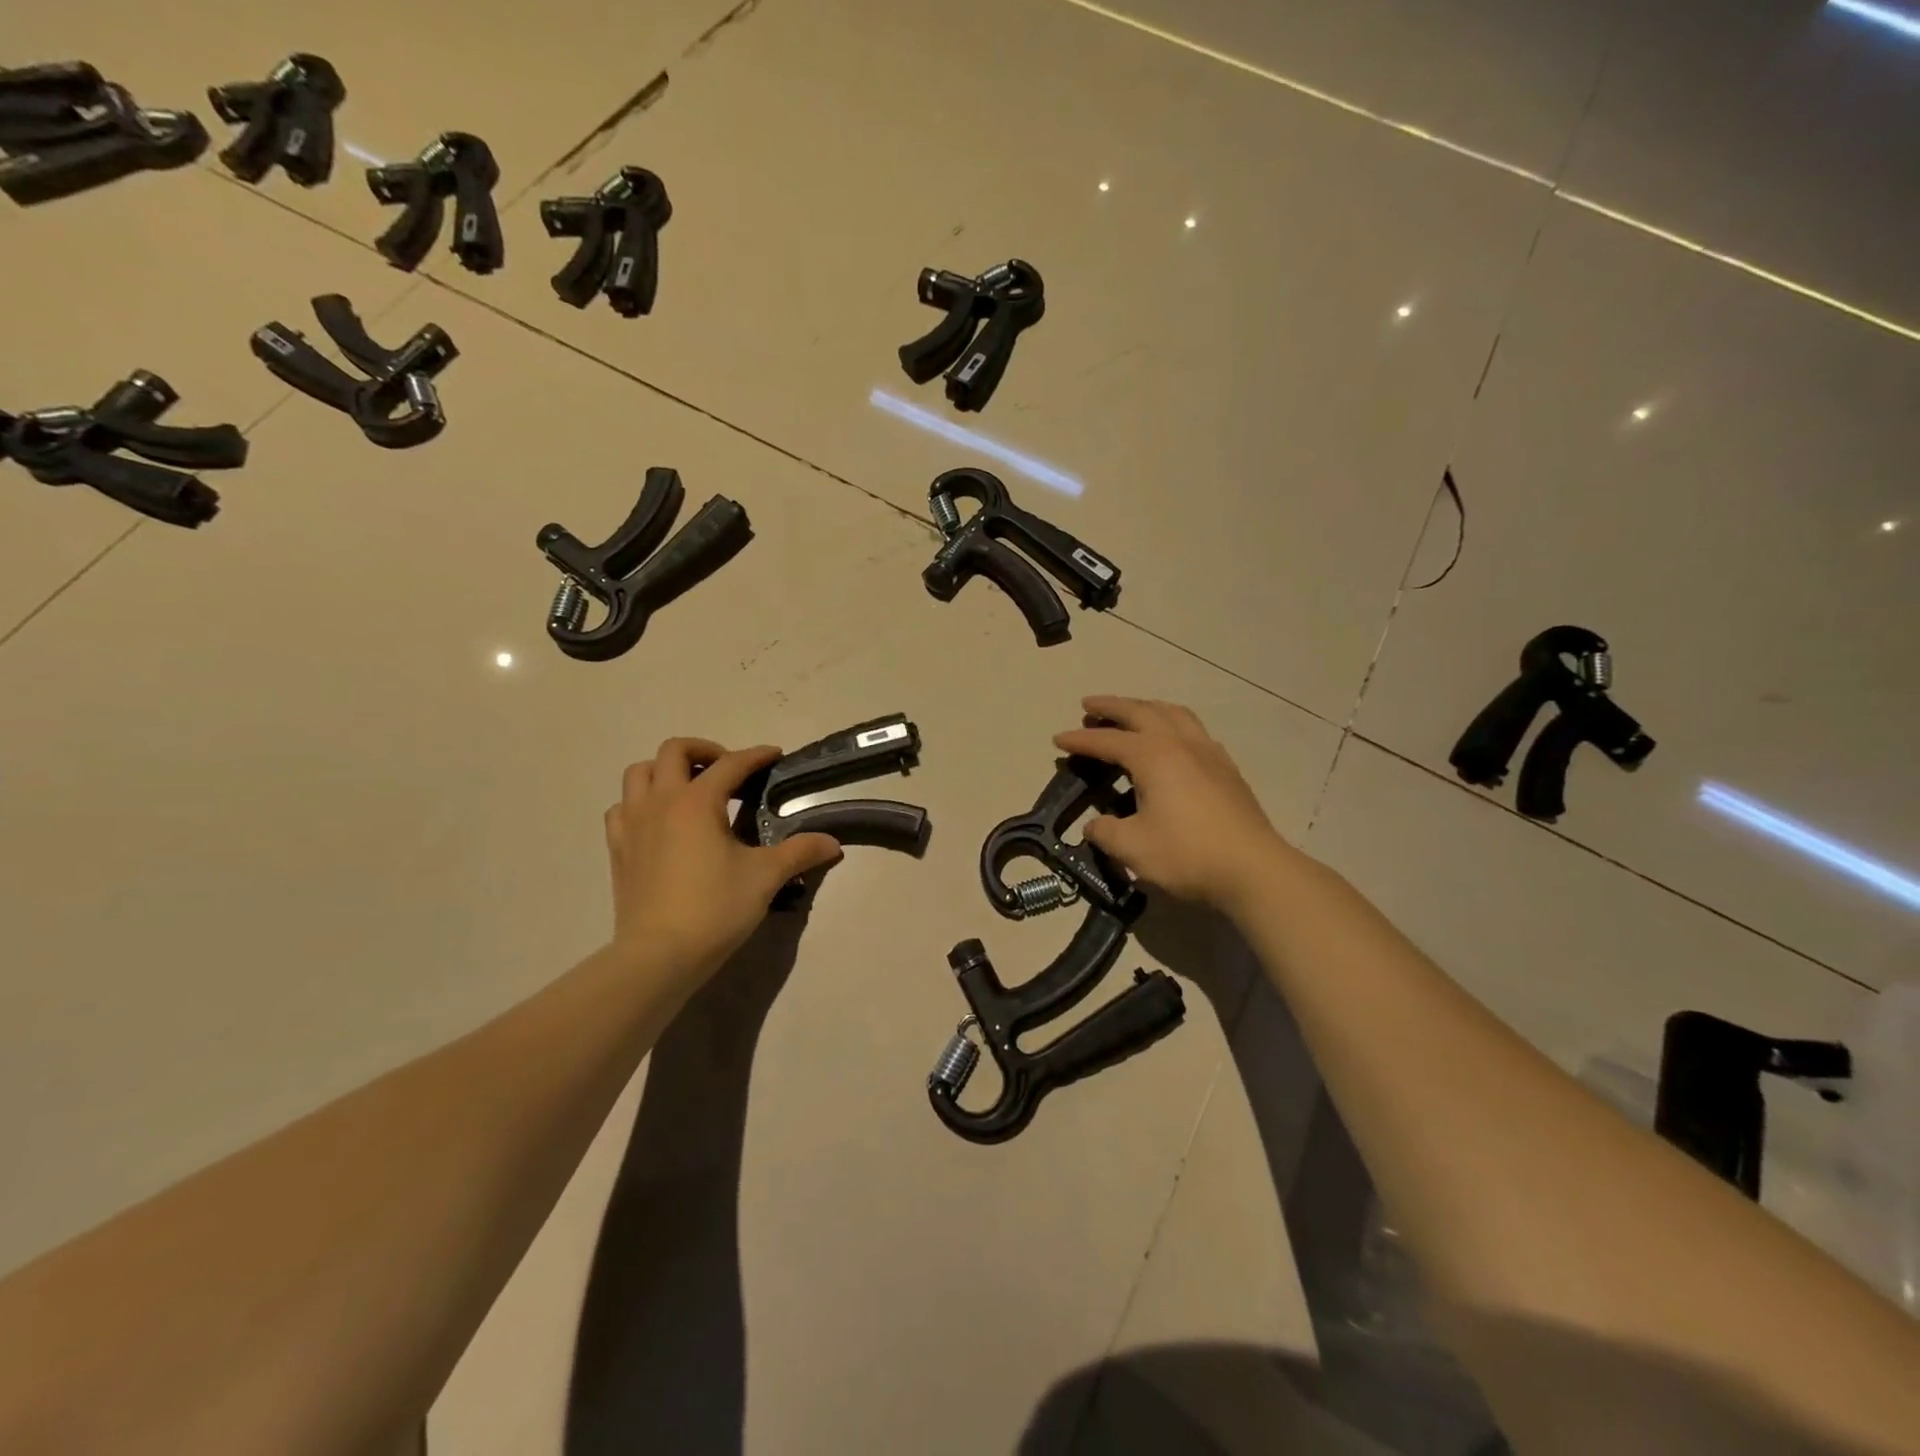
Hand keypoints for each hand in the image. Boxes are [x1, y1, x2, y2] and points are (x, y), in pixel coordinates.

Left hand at [604, 738, 841, 995]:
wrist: (658, 955)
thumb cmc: (715, 908)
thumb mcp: (765, 877)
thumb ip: (800, 852)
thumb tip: (833, 843)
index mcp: (698, 801)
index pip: (731, 764)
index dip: (756, 755)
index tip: (775, 755)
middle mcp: (661, 802)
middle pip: (674, 751)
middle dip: (704, 751)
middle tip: (728, 769)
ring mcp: (633, 823)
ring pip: (639, 773)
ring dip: (666, 770)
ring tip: (691, 788)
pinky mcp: (618, 848)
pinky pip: (622, 807)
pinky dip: (641, 802)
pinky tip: (659, 821)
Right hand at [1054, 696, 1295, 915]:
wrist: (1253, 869)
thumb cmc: (1187, 854)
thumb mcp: (1132, 848)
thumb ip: (1105, 832)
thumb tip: (1095, 825)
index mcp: (1153, 756)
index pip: (1107, 741)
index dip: (1080, 740)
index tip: (1058, 739)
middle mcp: (1180, 743)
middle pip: (1141, 712)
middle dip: (1111, 707)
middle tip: (1088, 707)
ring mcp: (1208, 752)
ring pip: (1173, 713)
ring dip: (1146, 707)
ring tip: (1130, 713)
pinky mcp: (1227, 768)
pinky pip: (1194, 729)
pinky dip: (1173, 723)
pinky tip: (1172, 740)